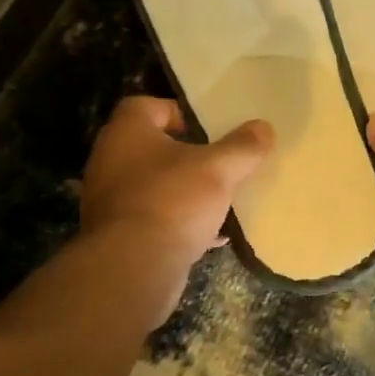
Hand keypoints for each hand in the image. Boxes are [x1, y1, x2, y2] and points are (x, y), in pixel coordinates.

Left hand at [80, 96, 272, 267]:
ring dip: (185, 190)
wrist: (132, 270)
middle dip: (188, 154)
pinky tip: (212, 235)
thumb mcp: (218, 169)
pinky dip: (180, 222)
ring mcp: (111, 201)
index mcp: (127, 133)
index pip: (147, 105)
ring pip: (155, 186)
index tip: (208, 128)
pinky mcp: (118, 235)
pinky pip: (154, 219)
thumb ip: (242, 146)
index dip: (179, 112)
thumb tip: (263, 127)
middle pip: (153, 147)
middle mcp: (110, 161)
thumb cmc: (172, 202)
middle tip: (220, 161)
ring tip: (220, 197)